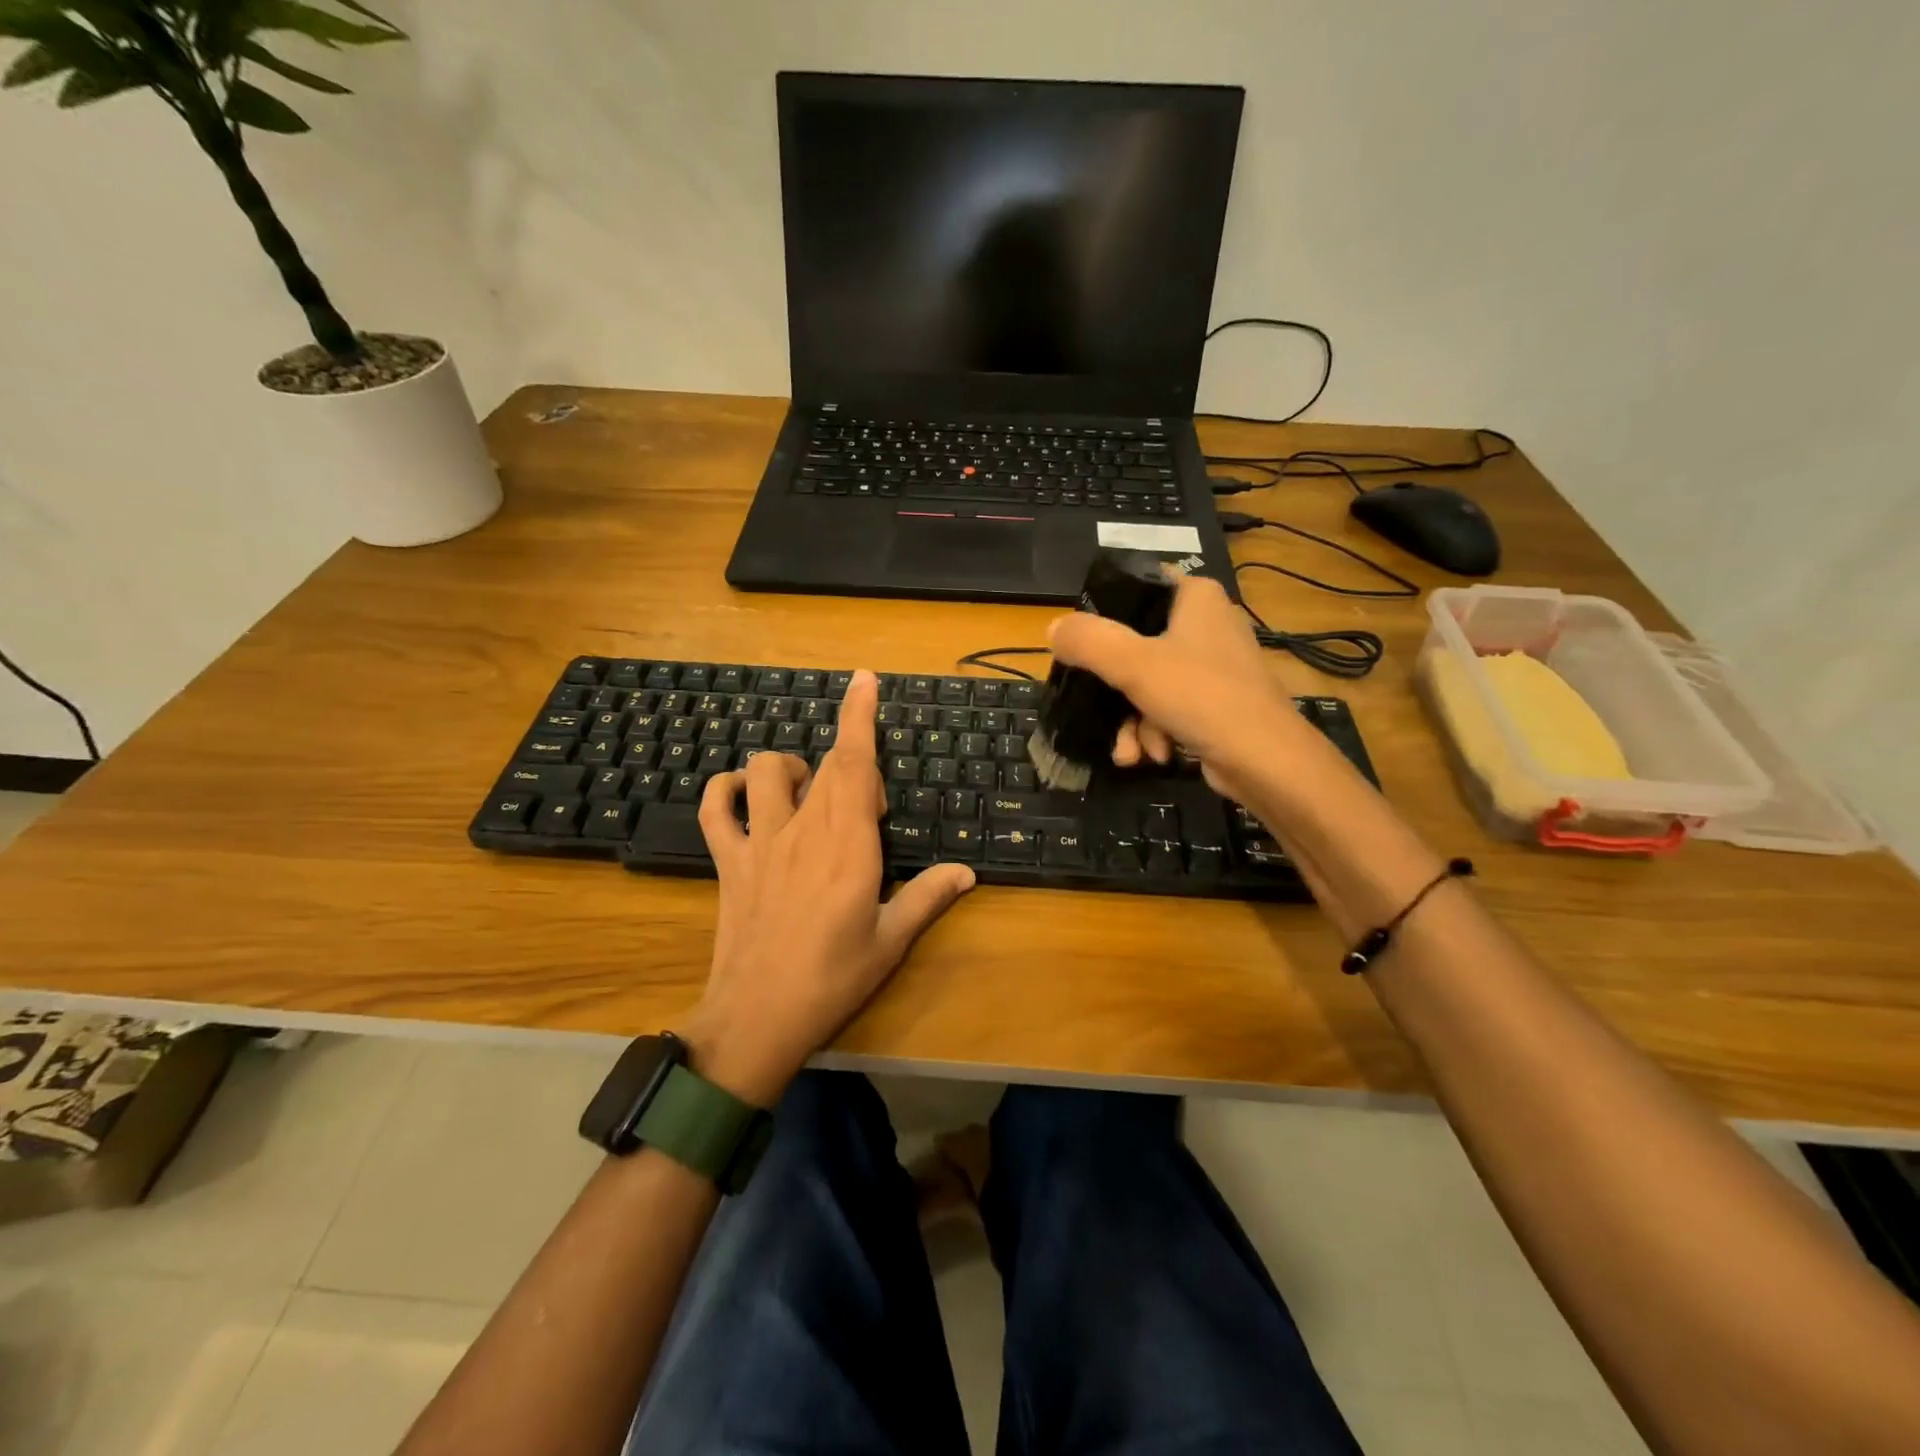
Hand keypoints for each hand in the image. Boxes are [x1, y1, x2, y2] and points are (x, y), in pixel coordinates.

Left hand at [684, 671, 975, 1104]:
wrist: (756, 1019)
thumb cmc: (833, 980)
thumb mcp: (891, 942)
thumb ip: (928, 898)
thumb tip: (968, 872)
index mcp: (849, 846)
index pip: (856, 765)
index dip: (859, 717)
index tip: (864, 680)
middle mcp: (803, 830)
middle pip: (825, 766)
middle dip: (853, 767)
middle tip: (872, 812)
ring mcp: (760, 842)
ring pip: (768, 771)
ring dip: (792, 768)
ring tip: (810, 793)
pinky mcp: (729, 861)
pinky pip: (715, 808)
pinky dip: (725, 789)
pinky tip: (743, 795)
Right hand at [1045, 575, 1318, 801]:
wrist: (1266, 762)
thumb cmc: (1202, 697)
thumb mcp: (1133, 664)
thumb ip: (1088, 641)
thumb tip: (1052, 629)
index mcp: (1195, 596)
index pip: (1136, 586)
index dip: (1102, 613)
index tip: (1080, 647)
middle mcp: (1206, 623)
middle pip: (1134, 645)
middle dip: (1114, 691)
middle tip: (1100, 710)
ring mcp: (1212, 666)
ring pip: (1147, 684)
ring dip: (1131, 721)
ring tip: (1132, 750)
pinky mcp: (1216, 703)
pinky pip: (1167, 709)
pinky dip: (1154, 732)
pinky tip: (1151, 755)